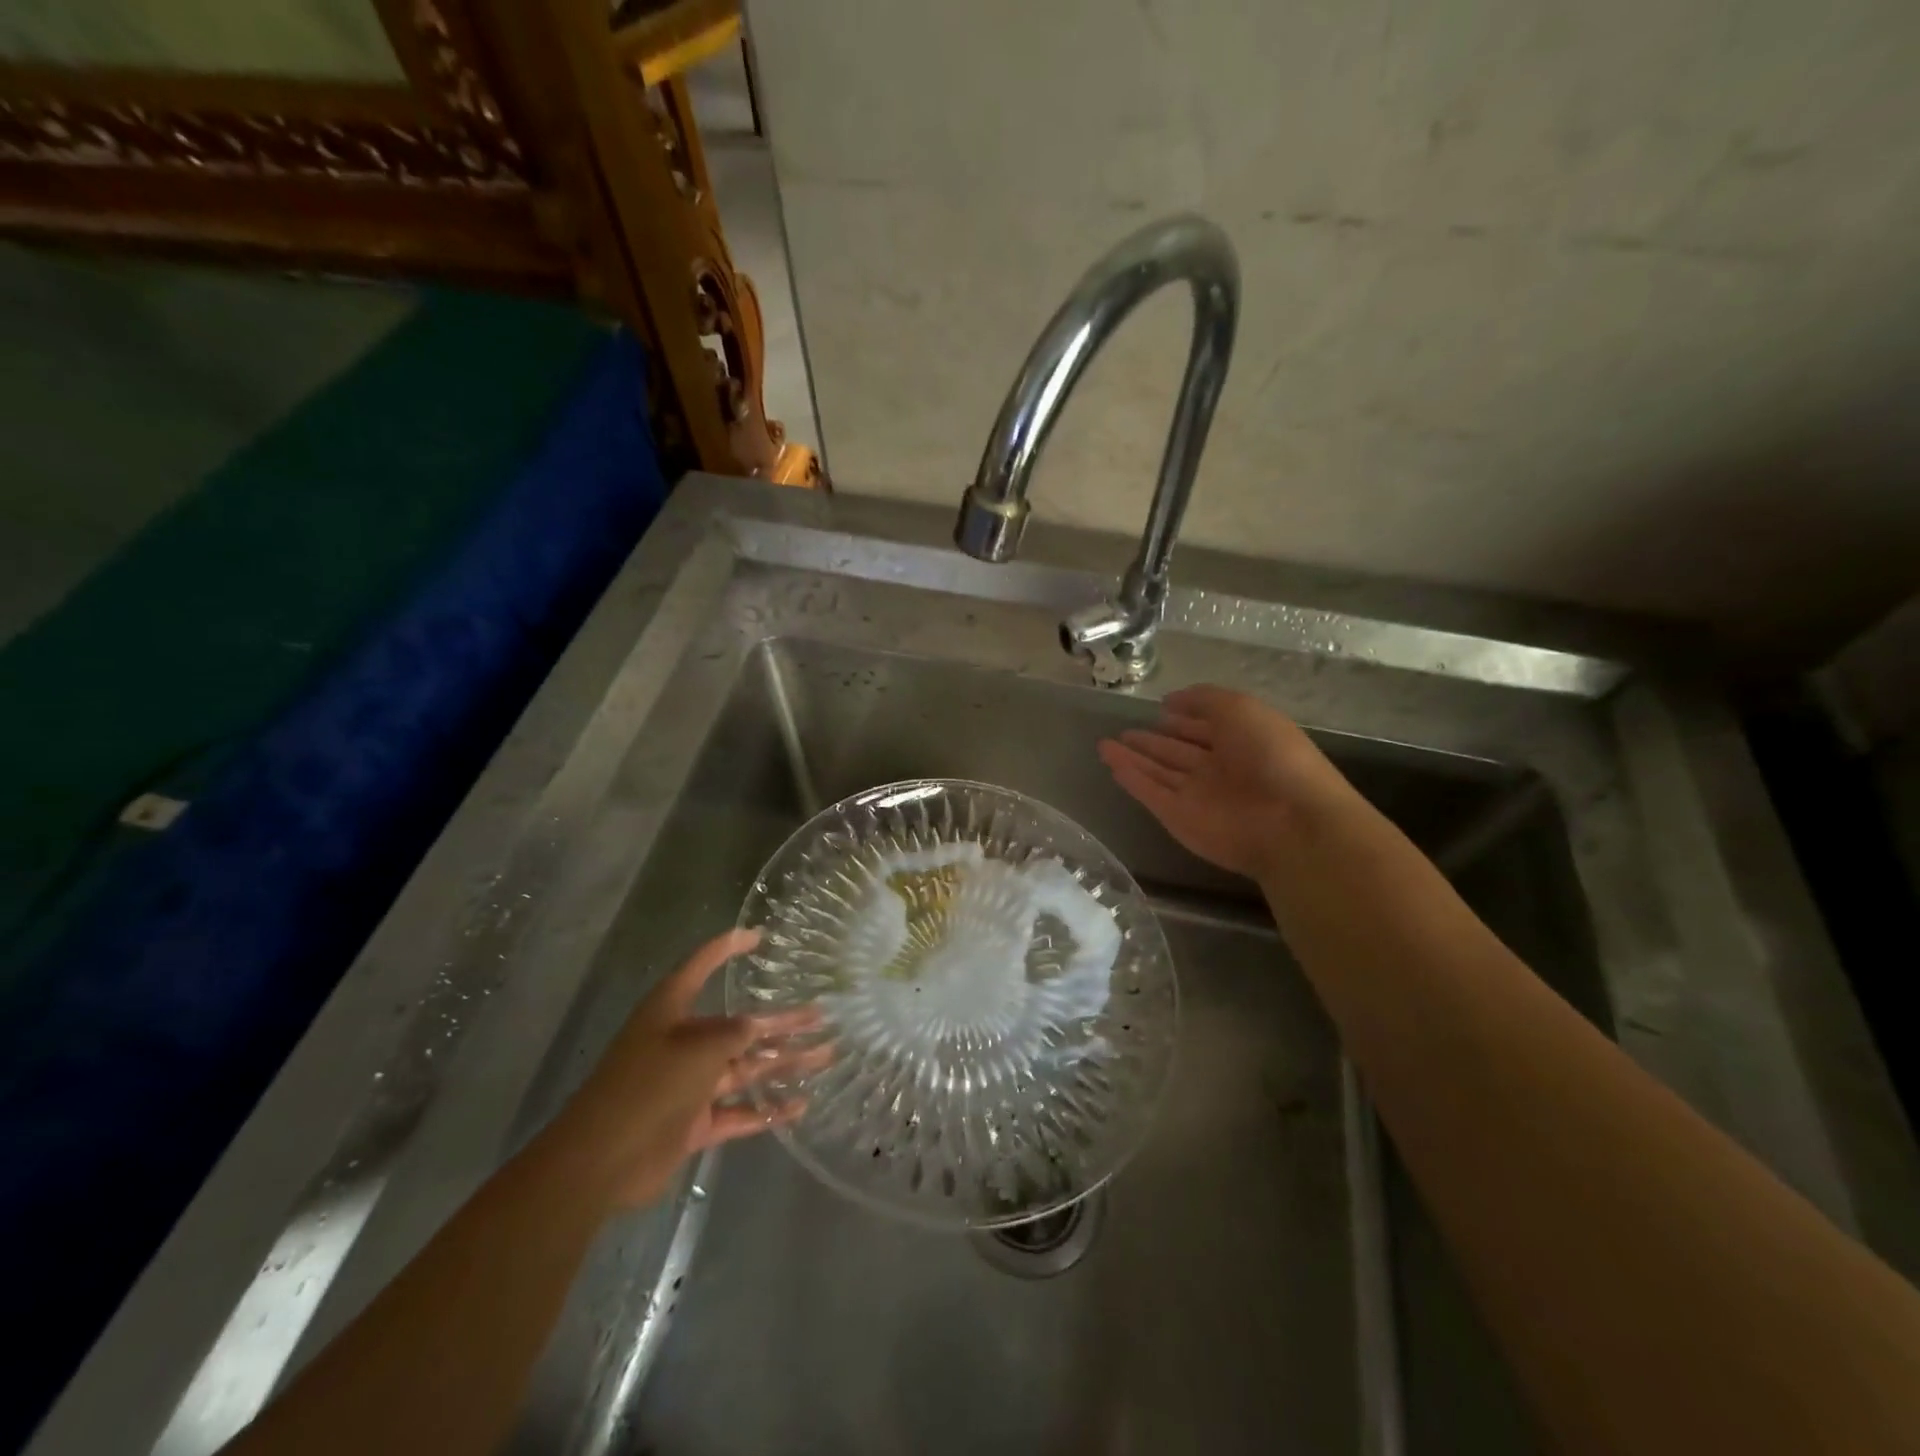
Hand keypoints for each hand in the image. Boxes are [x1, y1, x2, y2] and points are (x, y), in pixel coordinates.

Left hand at [542, 929, 829, 1210]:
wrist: (599, 1161)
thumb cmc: (648, 1086)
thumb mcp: (698, 1048)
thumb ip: (734, 1035)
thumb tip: (757, 1027)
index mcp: (671, 1011)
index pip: (701, 966)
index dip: (727, 948)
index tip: (758, 936)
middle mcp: (683, 1042)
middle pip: (740, 1025)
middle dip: (781, 1021)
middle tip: (821, 1015)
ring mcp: (689, 1084)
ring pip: (746, 1068)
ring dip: (784, 1062)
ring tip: (826, 1055)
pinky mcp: (693, 1123)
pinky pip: (738, 1111)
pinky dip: (767, 1109)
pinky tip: (799, 1105)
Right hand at [1097, 685, 1342, 879]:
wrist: (1289, 821)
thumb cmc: (1271, 754)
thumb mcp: (1240, 708)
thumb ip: (1202, 699)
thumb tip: (1169, 701)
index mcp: (1241, 741)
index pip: (1205, 728)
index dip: (1183, 718)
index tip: (1158, 710)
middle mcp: (1219, 769)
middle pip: (1178, 753)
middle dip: (1153, 742)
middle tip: (1124, 732)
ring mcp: (1198, 796)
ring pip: (1159, 773)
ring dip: (1133, 759)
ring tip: (1104, 744)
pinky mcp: (1179, 819)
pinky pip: (1151, 794)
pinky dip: (1132, 779)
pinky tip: (1111, 764)